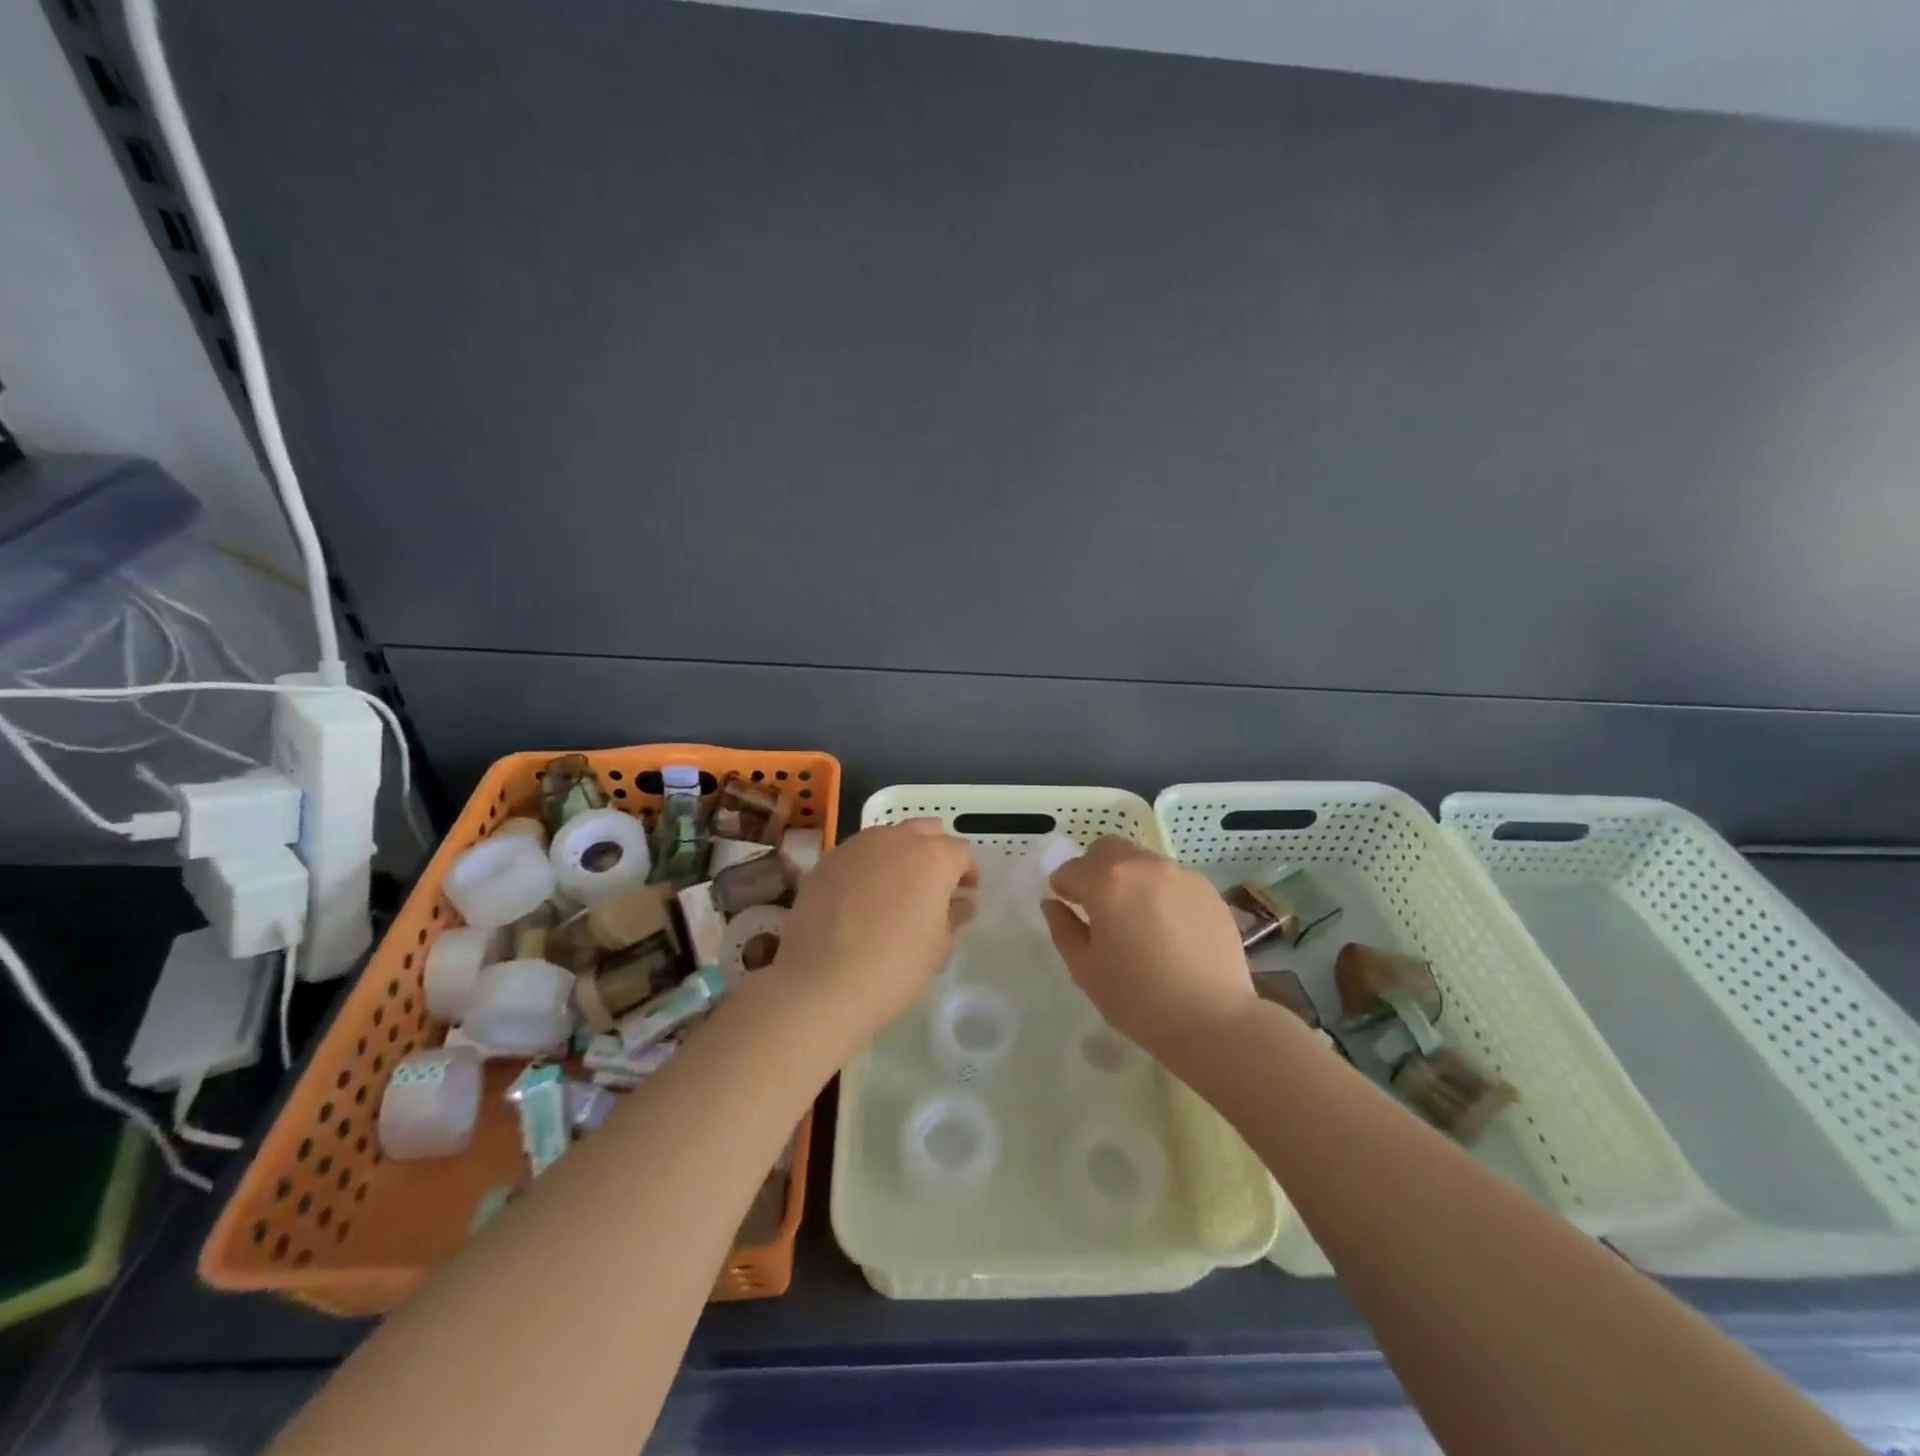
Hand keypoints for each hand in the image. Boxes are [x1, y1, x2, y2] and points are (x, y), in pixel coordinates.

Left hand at [771, 819, 976, 1047]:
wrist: (821, 982)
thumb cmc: (894, 967)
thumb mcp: (938, 947)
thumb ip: (954, 916)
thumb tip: (961, 903)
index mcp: (933, 857)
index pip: (961, 852)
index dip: (967, 873)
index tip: (964, 895)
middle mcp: (897, 839)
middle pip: (925, 831)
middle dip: (934, 852)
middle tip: (931, 885)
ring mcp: (857, 846)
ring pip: (888, 837)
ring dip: (898, 854)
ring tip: (893, 890)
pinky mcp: (826, 860)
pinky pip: (856, 854)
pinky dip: (866, 867)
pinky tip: (859, 899)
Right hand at [1041, 837, 1258, 1068]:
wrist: (1213, 1019)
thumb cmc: (1138, 998)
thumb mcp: (1085, 969)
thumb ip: (1063, 929)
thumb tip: (1054, 904)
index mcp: (1107, 881)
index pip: (1071, 868)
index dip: (1064, 887)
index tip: (1068, 908)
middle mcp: (1143, 865)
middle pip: (1108, 850)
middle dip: (1095, 870)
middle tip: (1099, 907)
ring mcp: (1180, 874)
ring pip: (1142, 861)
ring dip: (1129, 879)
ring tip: (1137, 920)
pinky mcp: (1207, 889)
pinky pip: (1171, 879)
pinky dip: (1159, 892)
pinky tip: (1168, 929)